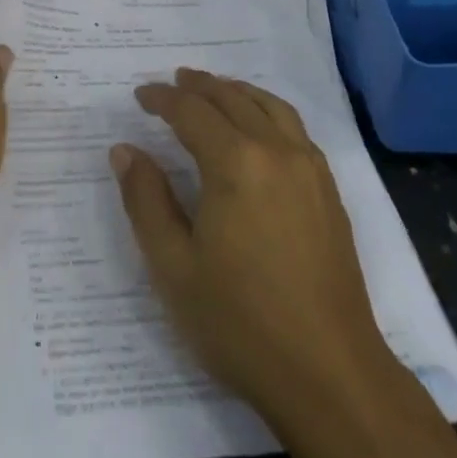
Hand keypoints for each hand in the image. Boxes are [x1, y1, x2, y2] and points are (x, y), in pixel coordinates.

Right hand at [110, 69, 395, 424]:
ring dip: (236, 91)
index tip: (140, 96)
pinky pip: (294, 128)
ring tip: (214, 91)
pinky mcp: (328, 191)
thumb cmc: (241, 323)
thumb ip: (145, 200)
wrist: (331, 375)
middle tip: (173, 82)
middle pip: (232, 98)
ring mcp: (308, 168)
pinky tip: (260, 128)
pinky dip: (268, 110)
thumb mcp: (174, 267)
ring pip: (268, 105)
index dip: (162, 99)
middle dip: (198, 86)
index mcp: (235, 162)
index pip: (191, 111)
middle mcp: (275, 150)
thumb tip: (125, 151)